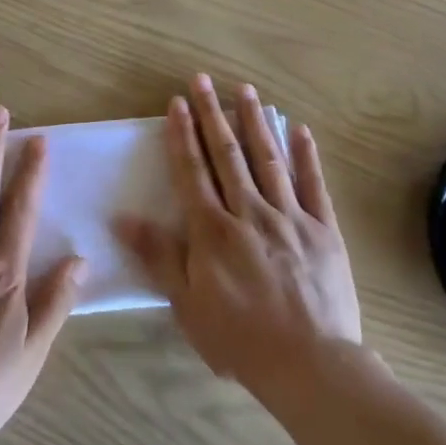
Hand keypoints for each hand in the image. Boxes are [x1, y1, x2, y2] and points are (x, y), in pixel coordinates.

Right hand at [116, 76, 360, 393]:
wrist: (311, 365)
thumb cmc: (240, 338)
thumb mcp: (187, 304)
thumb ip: (157, 256)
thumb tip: (121, 217)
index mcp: (213, 230)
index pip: (192, 171)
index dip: (182, 134)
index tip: (177, 102)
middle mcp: (250, 212)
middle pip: (227, 154)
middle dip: (213, 114)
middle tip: (203, 79)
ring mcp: (290, 217)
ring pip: (268, 159)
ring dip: (255, 122)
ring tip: (245, 90)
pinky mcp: (323, 229)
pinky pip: (313, 185)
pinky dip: (306, 156)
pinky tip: (299, 130)